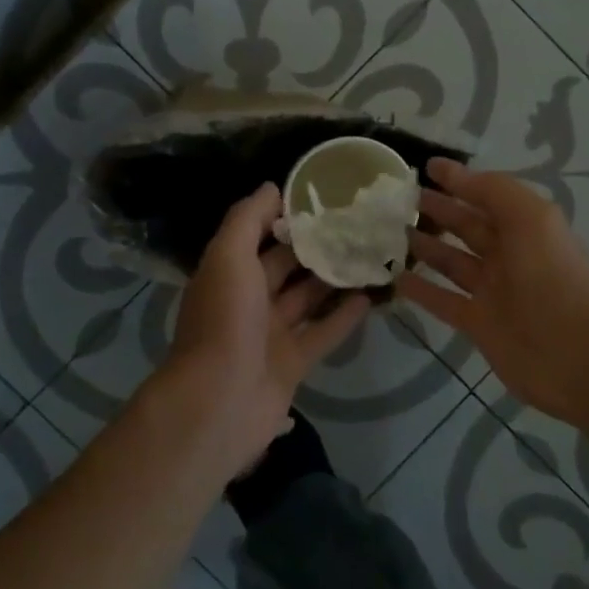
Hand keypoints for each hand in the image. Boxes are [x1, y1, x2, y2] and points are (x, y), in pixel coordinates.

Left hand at [161, 183, 369, 471]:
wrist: (219, 401)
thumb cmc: (224, 319)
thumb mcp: (228, 256)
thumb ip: (247, 219)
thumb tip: (271, 187)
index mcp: (228, 272)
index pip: (257, 235)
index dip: (285, 216)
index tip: (322, 197)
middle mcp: (247, 300)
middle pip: (284, 266)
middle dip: (314, 246)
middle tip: (355, 224)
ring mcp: (269, 334)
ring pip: (306, 299)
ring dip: (332, 279)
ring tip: (368, 254)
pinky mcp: (292, 364)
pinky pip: (321, 333)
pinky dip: (343, 317)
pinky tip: (369, 296)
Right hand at [397, 159, 588, 425]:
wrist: (577, 357)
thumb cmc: (553, 278)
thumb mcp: (531, 219)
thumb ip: (494, 191)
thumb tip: (455, 174)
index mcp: (526, 227)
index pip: (487, 195)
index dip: (459, 180)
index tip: (426, 166)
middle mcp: (509, 255)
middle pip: (467, 226)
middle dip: (438, 210)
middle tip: (399, 199)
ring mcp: (493, 291)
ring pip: (452, 261)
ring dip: (425, 246)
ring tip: (391, 231)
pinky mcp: (478, 323)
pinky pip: (443, 300)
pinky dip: (421, 289)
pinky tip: (395, 277)